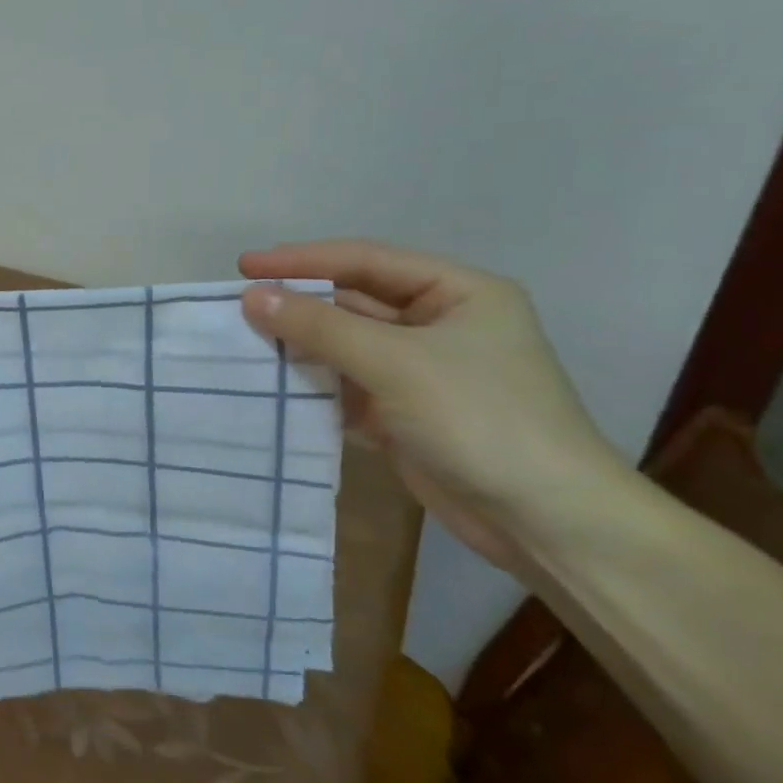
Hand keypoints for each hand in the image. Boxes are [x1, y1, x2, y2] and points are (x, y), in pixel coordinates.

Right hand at [238, 239, 624, 574]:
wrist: (544, 522)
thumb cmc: (480, 419)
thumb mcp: (395, 362)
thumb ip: (319, 327)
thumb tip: (251, 296)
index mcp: (458, 293)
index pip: (365, 261)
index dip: (302, 260)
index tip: (244, 266)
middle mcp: (440, 323)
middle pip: (353, 302)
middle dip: (298, 304)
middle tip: (239, 304)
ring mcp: (422, 370)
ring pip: (346, 345)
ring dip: (300, 345)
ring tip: (244, 342)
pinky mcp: (405, 412)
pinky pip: (346, 384)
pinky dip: (313, 384)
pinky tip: (273, 384)